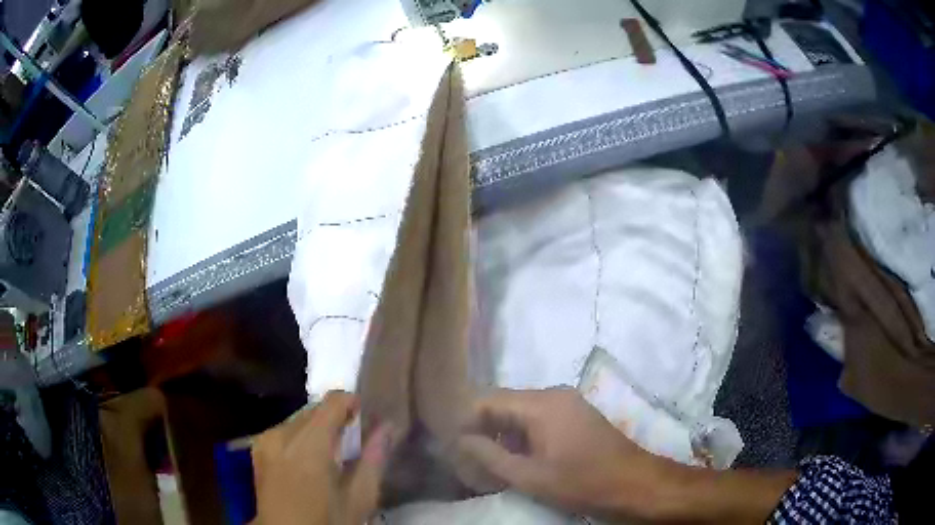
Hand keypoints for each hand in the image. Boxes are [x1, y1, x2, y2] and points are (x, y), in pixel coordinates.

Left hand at [251, 391, 395, 524]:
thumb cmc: (327, 521)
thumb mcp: (359, 499)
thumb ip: (374, 459)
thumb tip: (388, 426)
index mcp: (308, 444)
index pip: (332, 402)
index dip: (353, 403)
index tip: (367, 417)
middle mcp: (282, 433)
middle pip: (314, 409)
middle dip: (336, 419)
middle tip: (353, 442)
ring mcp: (266, 440)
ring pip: (299, 419)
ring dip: (318, 428)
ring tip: (331, 455)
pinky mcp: (258, 448)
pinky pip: (285, 430)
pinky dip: (301, 437)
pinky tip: (309, 462)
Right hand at [457, 388, 672, 520]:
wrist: (634, 484)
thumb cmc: (582, 482)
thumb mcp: (530, 476)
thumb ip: (490, 456)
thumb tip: (460, 439)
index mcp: (541, 403)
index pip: (488, 400)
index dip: (465, 421)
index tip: (451, 445)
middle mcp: (553, 395)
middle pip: (504, 405)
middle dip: (482, 430)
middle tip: (465, 458)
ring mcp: (567, 404)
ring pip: (520, 414)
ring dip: (501, 436)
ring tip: (485, 464)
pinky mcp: (575, 417)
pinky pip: (538, 420)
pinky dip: (521, 438)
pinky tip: (514, 460)